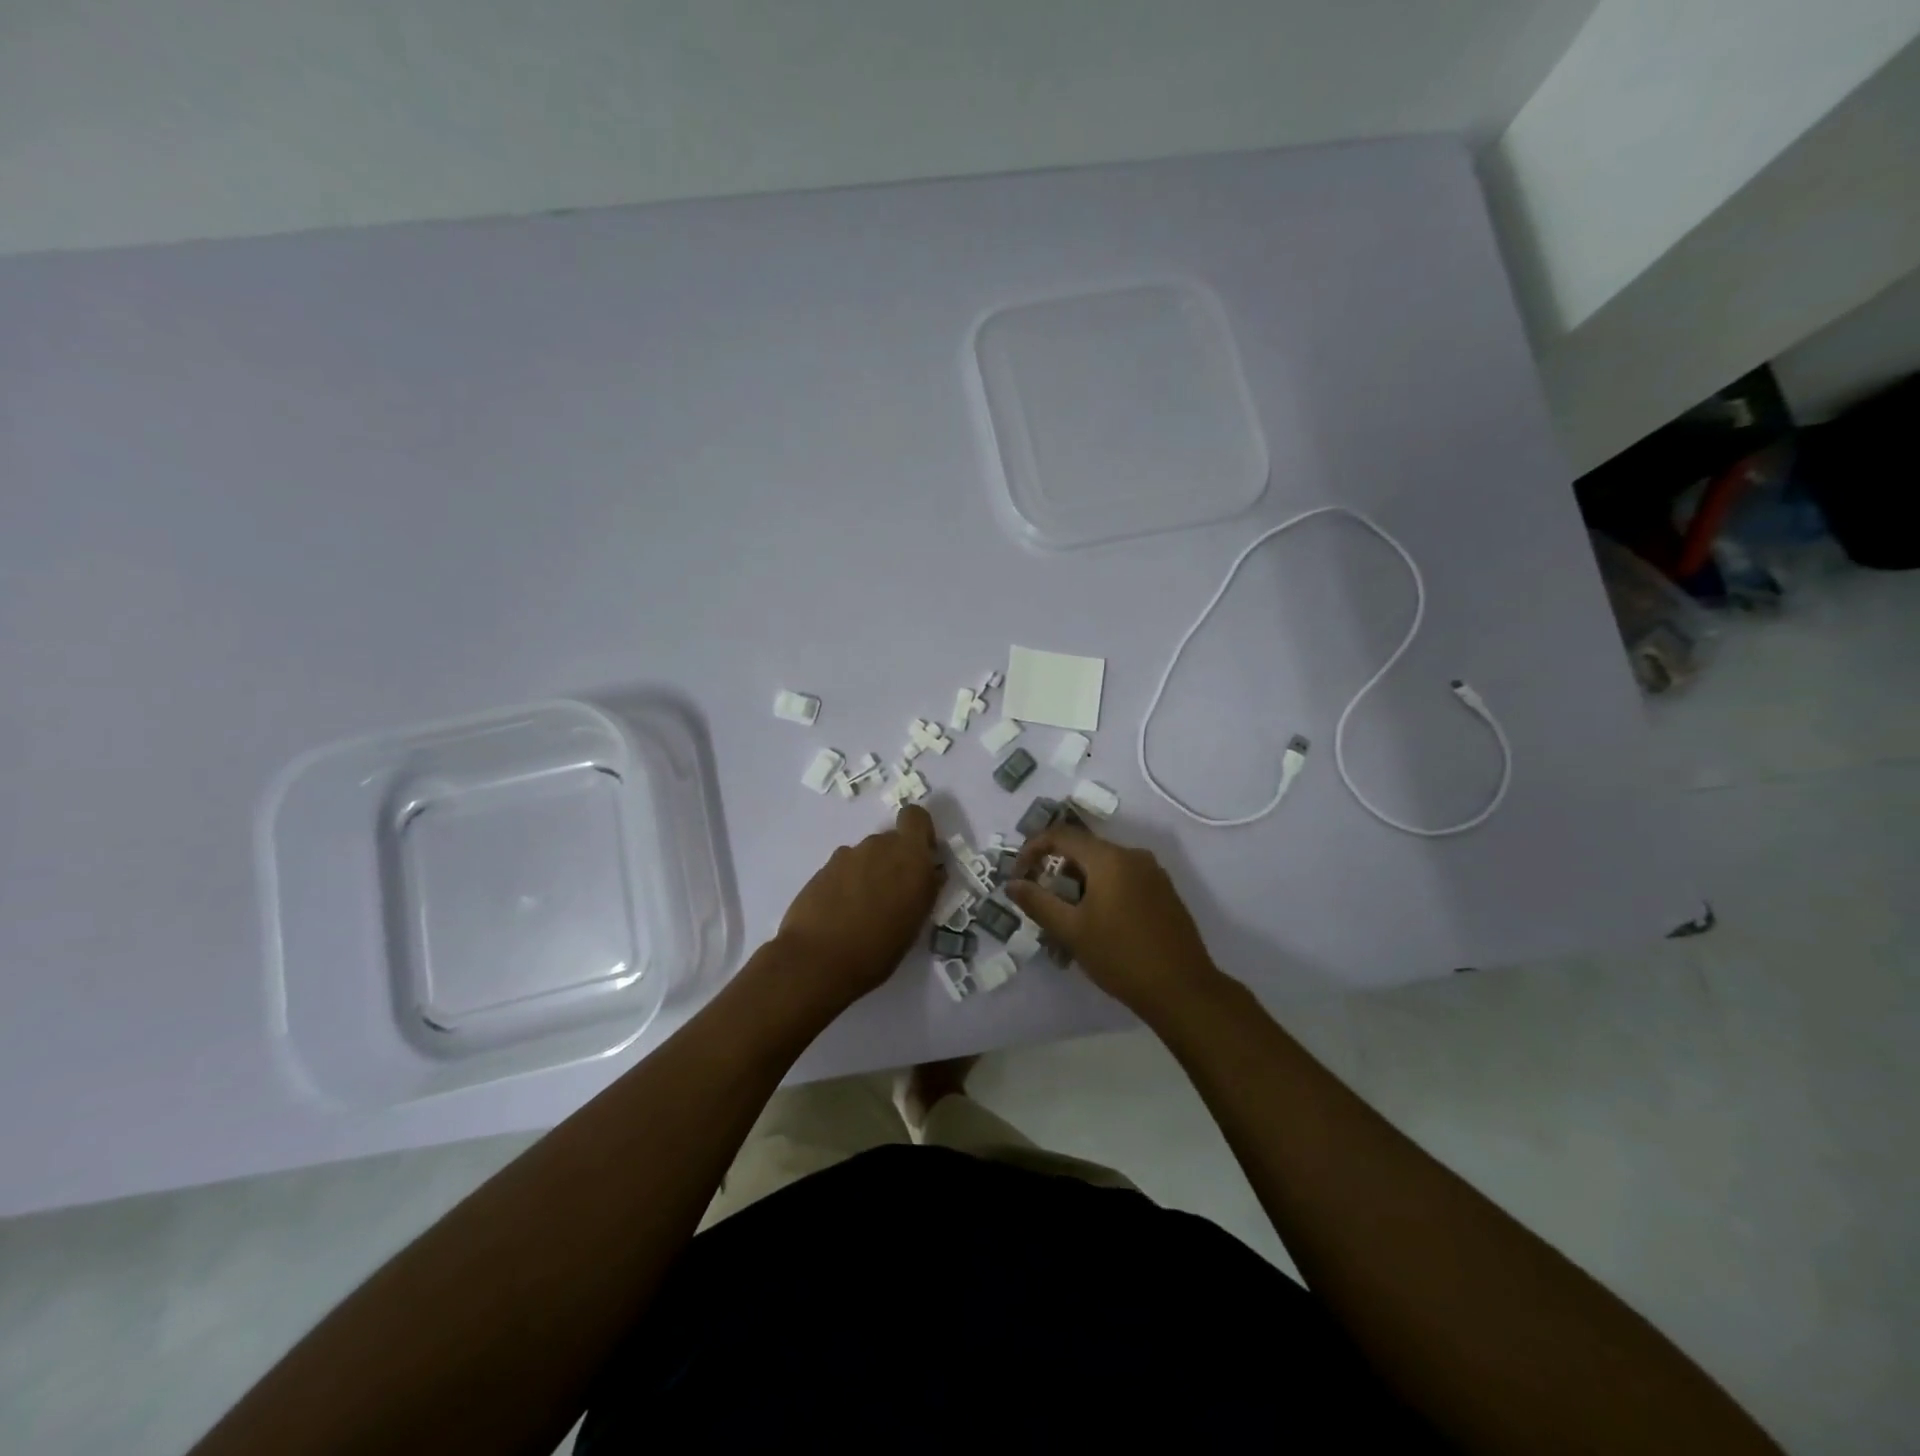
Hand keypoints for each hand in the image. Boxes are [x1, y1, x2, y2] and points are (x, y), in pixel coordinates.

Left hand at [772, 804, 942, 1010]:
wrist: (818, 960)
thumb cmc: (879, 948)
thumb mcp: (916, 922)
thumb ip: (925, 888)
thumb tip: (931, 871)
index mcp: (910, 856)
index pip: (916, 817)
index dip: (919, 832)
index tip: (921, 858)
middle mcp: (879, 846)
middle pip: (891, 840)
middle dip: (894, 860)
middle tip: (892, 895)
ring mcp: (847, 856)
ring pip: (866, 855)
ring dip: (870, 872)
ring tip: (864, 910)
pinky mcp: (823, 869)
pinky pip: (844, 868)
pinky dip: (847, 883)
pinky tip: (841, 912)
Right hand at [1006, 823, 1219, 1020]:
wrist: (1183, 990)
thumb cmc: (1121, 957)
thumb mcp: (1071, 931)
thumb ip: (1038, 902)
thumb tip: (1011, 884)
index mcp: (1110, 858)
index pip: (1061, 835)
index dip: (1033, 849)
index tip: (1019, 876)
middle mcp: (1134, 856)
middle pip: (1084, 851)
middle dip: (1057, 874)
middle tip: (1043, 906)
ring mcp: (1153, 874)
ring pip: (1104, 868)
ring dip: (1080, 887)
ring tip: (1069, 924)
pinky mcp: (1164, 893)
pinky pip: (1124, 881)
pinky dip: (1103, 893)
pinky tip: (1099, 928)